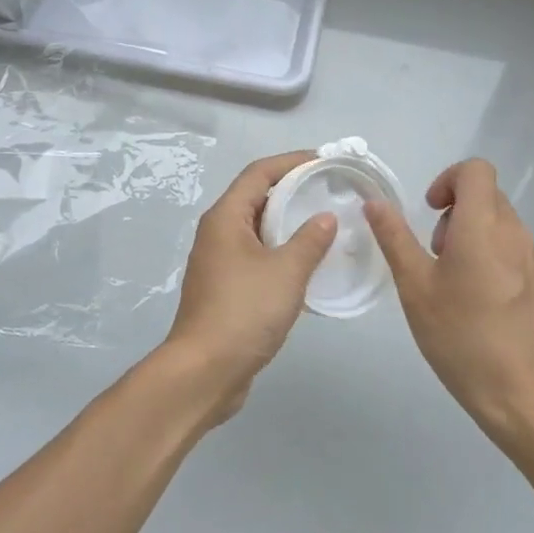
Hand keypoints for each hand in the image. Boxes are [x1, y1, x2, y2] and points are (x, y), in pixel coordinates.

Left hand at [161, 152, 337, 424]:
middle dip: (292, 190)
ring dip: (287, 223)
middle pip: (256, 197)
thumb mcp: (286, 272)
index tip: (324, 160)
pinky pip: (256, 255)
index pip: (259, 173)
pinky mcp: (224, 288)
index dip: (291, 162)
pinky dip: (280, 251)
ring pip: (256, 229)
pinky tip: (306, 264)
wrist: (204, 372)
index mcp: (225, 217)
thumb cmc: (244, 312)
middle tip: (329, 191)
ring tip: (324, 224)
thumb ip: (310, 240)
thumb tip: (325, 217)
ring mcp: (218, 262)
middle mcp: (217, 233)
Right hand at [365, 159, 533, 444]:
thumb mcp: (415, 287)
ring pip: (504, 226)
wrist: (523, 396)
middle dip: (457, 212)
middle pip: (488, 196)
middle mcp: (516, 233)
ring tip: (460, 285)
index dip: (449, 179)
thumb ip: (394, 237)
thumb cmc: (460, 338)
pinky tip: (487, 307)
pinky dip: (498, 261)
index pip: (476, 170)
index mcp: (482, 226)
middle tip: (438, 255)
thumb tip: (375, 202)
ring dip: (477, 236)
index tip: (431, 212)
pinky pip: (520, 253)